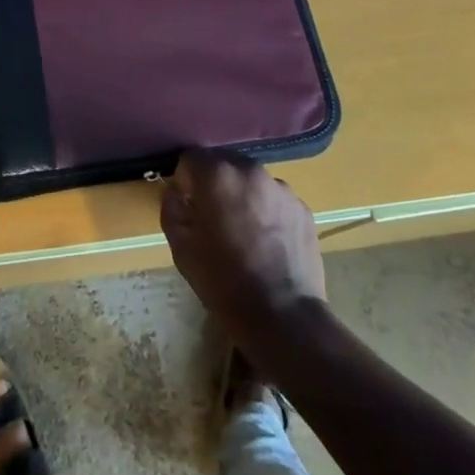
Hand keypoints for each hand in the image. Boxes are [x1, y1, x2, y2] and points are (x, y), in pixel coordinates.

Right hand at [160, 148, 325, 337]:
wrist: (283, 317)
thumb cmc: (224, 282)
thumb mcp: (181, 248)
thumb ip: (172, 208)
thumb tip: (176, 192)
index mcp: (217, 175)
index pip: (192, 158)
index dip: (185, 180)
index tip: (188, 205)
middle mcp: (250, 171)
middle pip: (224, 163)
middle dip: (215, 183)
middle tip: (214, 218)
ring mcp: (281, 188)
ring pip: (251, 181)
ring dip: (242, 195)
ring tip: (244, 232)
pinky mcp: (303, 208)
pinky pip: (275, 199)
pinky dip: (267, 211)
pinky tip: (267, 242)